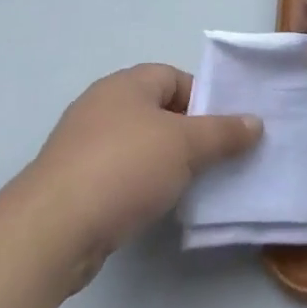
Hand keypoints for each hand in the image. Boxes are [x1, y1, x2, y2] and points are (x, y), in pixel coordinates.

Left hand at [25, 65, 261, 287]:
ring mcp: (82, 146)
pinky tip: (153, 208)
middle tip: (215, 159)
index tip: (224, 130)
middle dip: (187, 134)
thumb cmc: (124, 168)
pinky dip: (138, 187)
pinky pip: (118, 176)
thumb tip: (255, 122)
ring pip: (138, 146)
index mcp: (125, 84)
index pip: (174, 77)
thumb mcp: (186, 145)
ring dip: (164, 164)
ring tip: (190, 187)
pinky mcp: (71, 185)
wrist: (51, 230)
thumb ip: (223, 132)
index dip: (203, 99)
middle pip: (157, 112)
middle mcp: (101, 106)